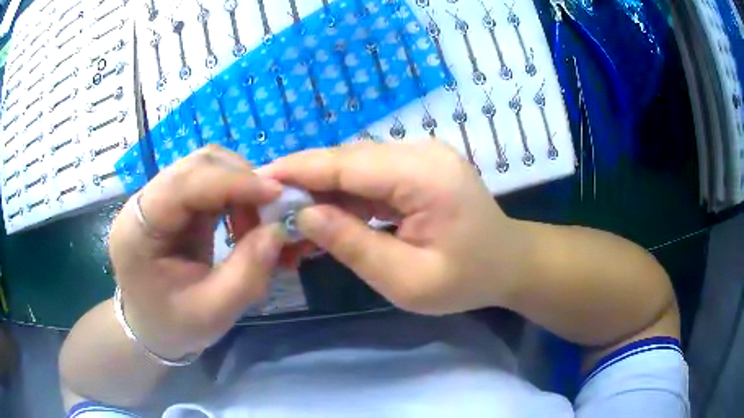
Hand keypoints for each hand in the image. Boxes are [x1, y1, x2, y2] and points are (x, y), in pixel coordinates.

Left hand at [109, 145, 286, 358]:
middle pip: (196, 165)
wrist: (150, 328)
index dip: (232, 182)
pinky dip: (235, 195)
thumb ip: (247, 273)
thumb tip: (279, 229)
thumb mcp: (212, 312)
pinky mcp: (173, 203)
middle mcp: (144, 202)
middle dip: (240, 181)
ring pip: (206, 167)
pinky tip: (245, 219)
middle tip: (272, 211)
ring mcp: (159, 198)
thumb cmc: (173, 326)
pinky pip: (209, 183)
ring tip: (259, 221)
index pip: (184, 184)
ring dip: (240, 186)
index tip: (277, 194)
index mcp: (138, 229)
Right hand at [259, 141, 532, 314]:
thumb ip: (353, 245)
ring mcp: (422, 155)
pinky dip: (346, 195)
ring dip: (323, 190)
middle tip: (267, 204)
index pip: (347, 164)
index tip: (258, 178)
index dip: (299, 170)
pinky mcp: (419, 167)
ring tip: (290, 215)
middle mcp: (422, 152)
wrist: (509, 263)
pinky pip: (373, 176)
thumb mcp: (407, 280)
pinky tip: (325, 216)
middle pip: (348, 160)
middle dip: (305, 181)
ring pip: (357, 166)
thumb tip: (303, 216)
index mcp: (425, 176)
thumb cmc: (466, 280)